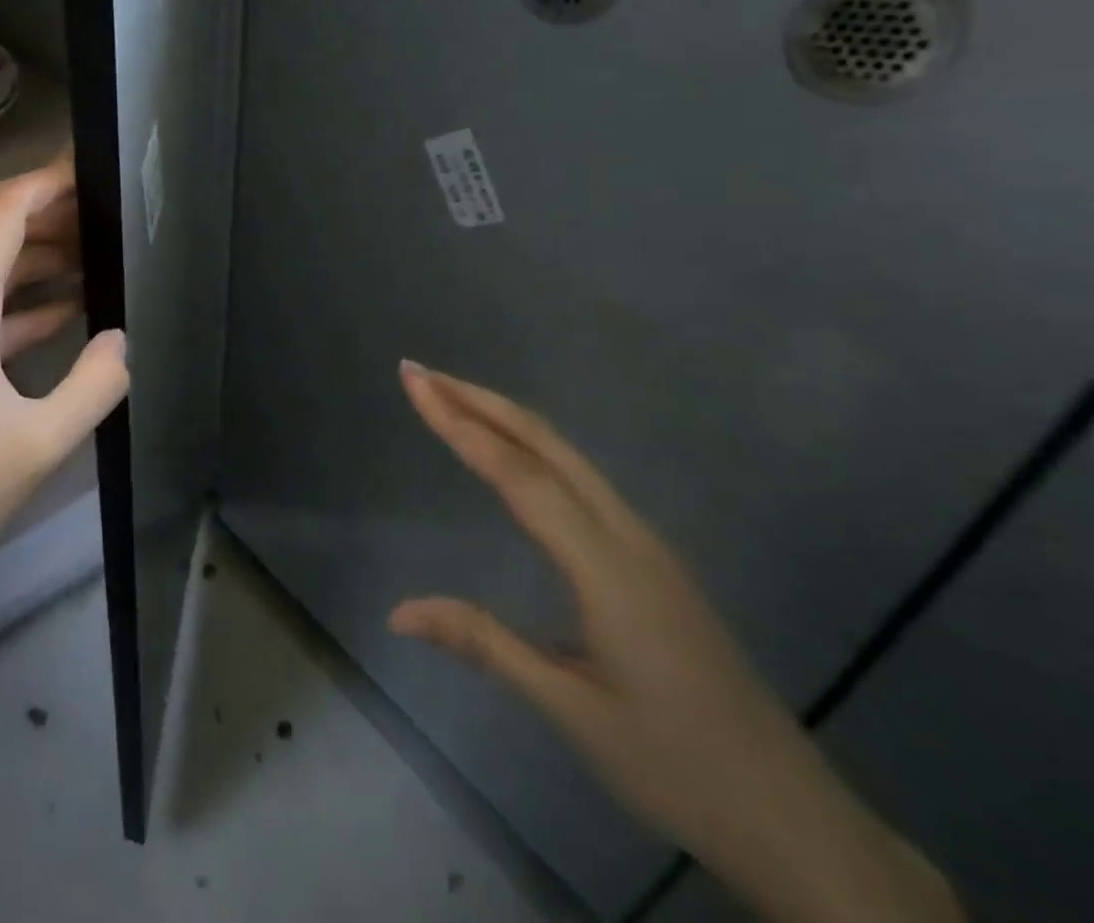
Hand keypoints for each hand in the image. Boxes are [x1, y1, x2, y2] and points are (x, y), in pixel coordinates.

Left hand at [0, 156, 128, 667]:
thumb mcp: (40, 442)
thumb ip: (94, 382)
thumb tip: (122, 339)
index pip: (4, 211)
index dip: (48, 181)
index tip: (94, 169)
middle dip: (52, 215)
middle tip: (110, 215)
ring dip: (39, 257)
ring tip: (98, 256)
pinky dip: (21, 299)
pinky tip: (65, 310)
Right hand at [389, 361, 962, 922]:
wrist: (795, 820)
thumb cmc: (678, 766)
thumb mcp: (571, 712)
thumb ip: (484, 644)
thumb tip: (398, 611)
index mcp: (607, 566)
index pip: (517, 474)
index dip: (459, 423)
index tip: (415, 382)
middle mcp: (628, 536)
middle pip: (546, 445)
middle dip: (479, 401)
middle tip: (420, 372)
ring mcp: (646, 544)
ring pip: (567, 456)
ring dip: (505, 417)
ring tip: (452, 396)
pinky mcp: (652, 559)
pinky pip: (581, 479)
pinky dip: (532, 446)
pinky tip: (513, 453)